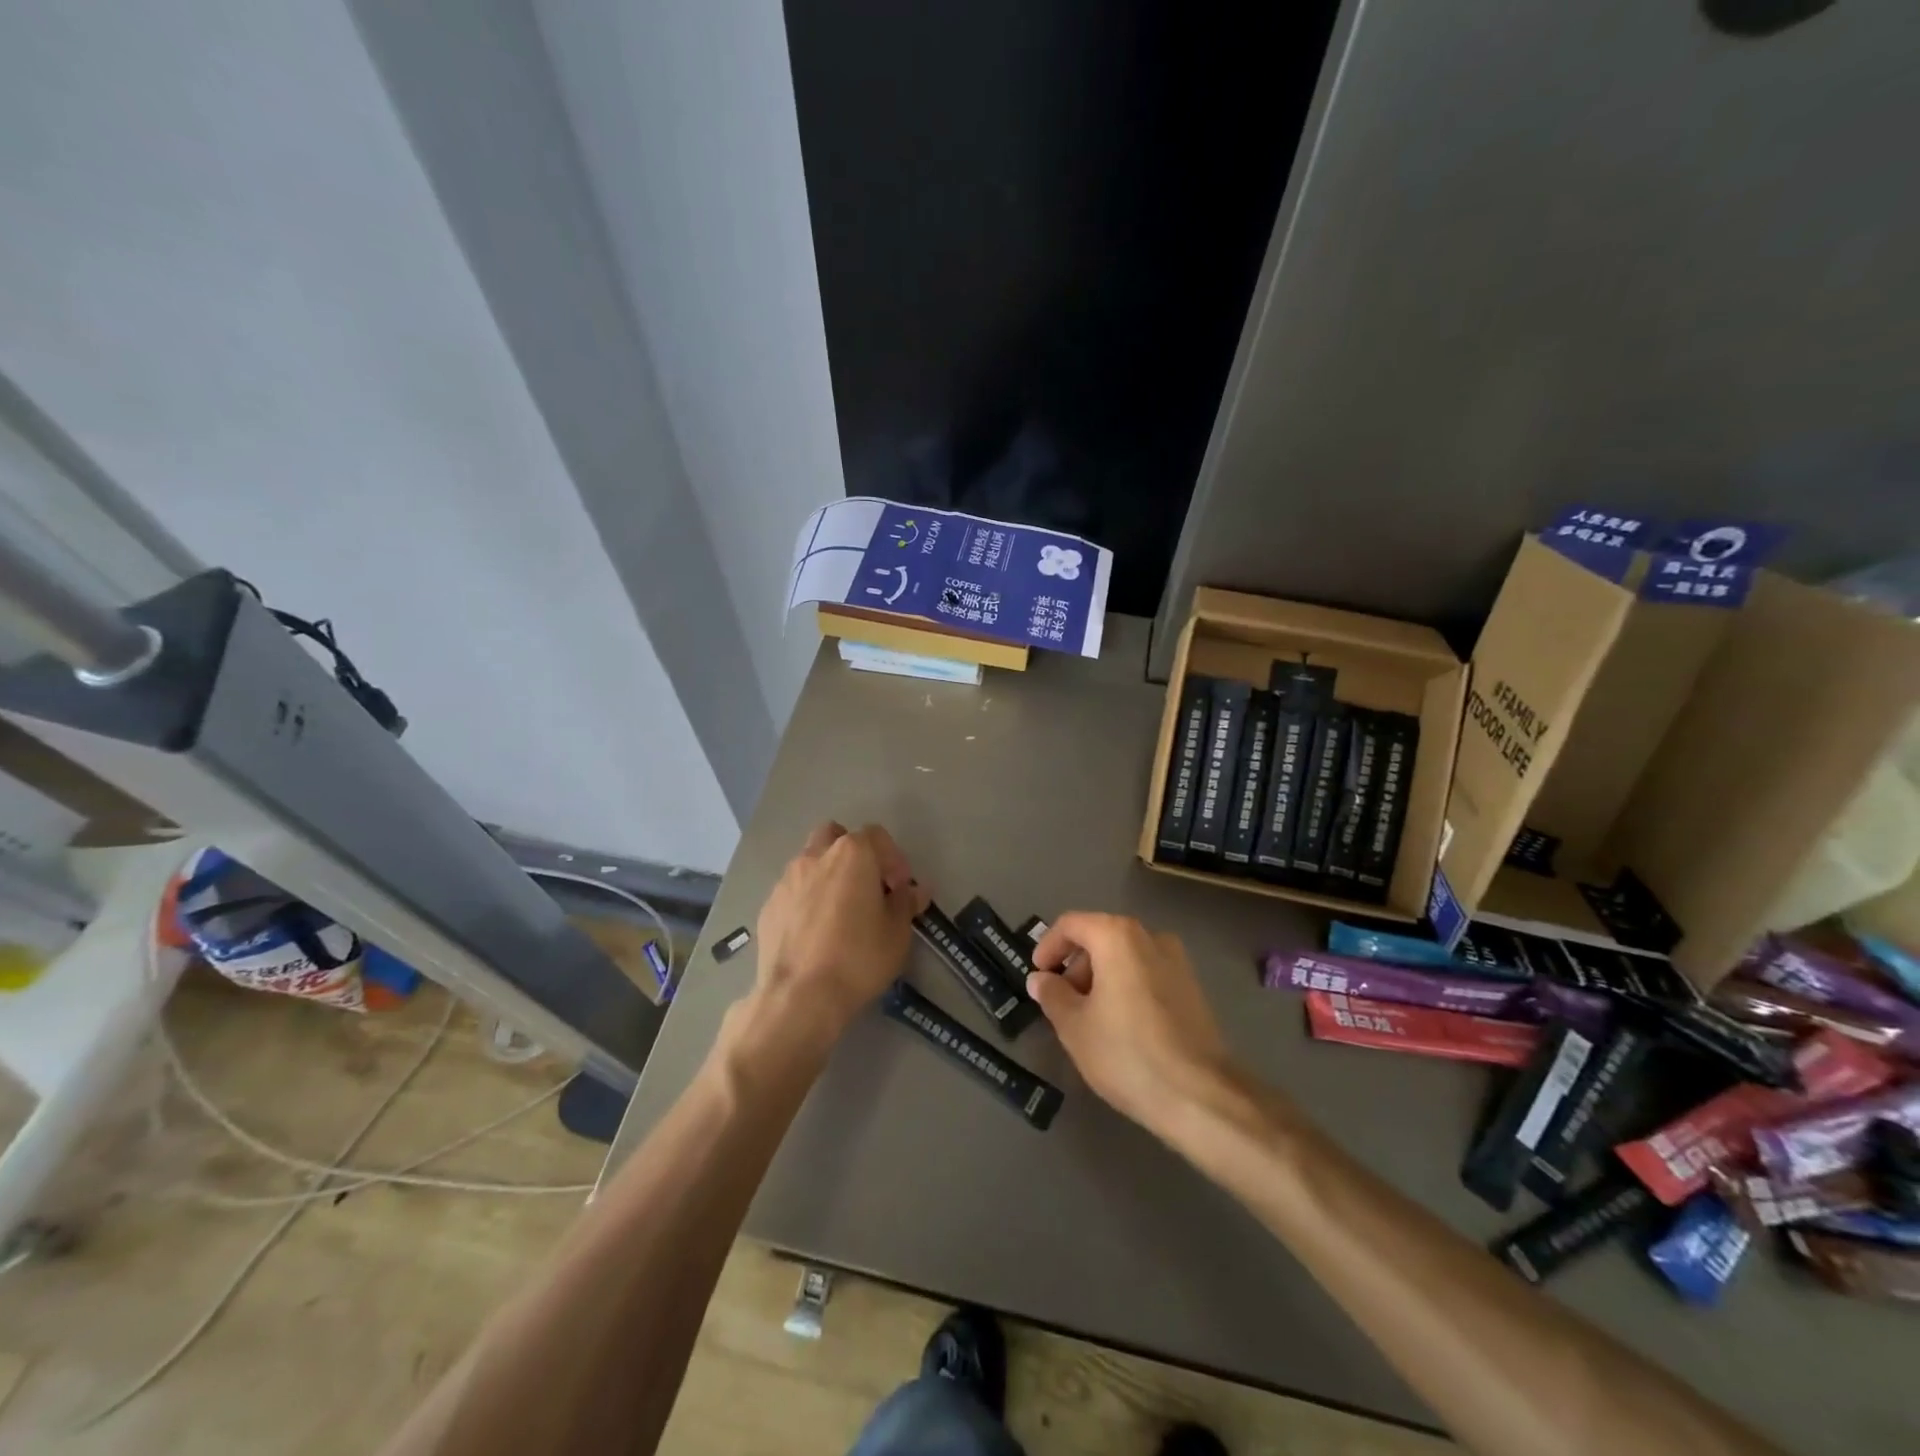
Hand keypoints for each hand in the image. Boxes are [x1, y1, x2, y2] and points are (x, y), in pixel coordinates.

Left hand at [748, 822, 926, 1051]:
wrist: (799, 997)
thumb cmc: (858, 958)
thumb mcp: (897, 933)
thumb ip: (905, 903)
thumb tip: (914, 890)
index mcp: (852, 854)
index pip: (876, 836)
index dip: (893, 859)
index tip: (899, 888)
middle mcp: (815, 857)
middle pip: (835, 836)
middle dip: (852, 853)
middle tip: (866, 886)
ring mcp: (786, 880)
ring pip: (809, 862)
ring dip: (826, 876)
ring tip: (839, 912)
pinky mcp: (768, 907)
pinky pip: (792, 892)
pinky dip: (805, 901)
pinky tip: (814, 933)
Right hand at [1027, 913, 1233, 1134]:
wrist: (1200, 1096)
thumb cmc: (1126, 1053)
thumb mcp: (1074, 1026)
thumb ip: (1052, 995)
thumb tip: (1041, 979)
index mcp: (1117, 936)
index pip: (1071, 924)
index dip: (1048, 946)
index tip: (1038, 976)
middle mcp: (1150, 937)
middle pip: (1100, 937)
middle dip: (1075, 965)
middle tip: (1061, 1002)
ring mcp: (1177, 961)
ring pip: (1125, 956)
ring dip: (1101, 977)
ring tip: (1089, 1018)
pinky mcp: (1192, 988)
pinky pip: (1147, 974)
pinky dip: (1126, 987)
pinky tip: (1120, 1026)